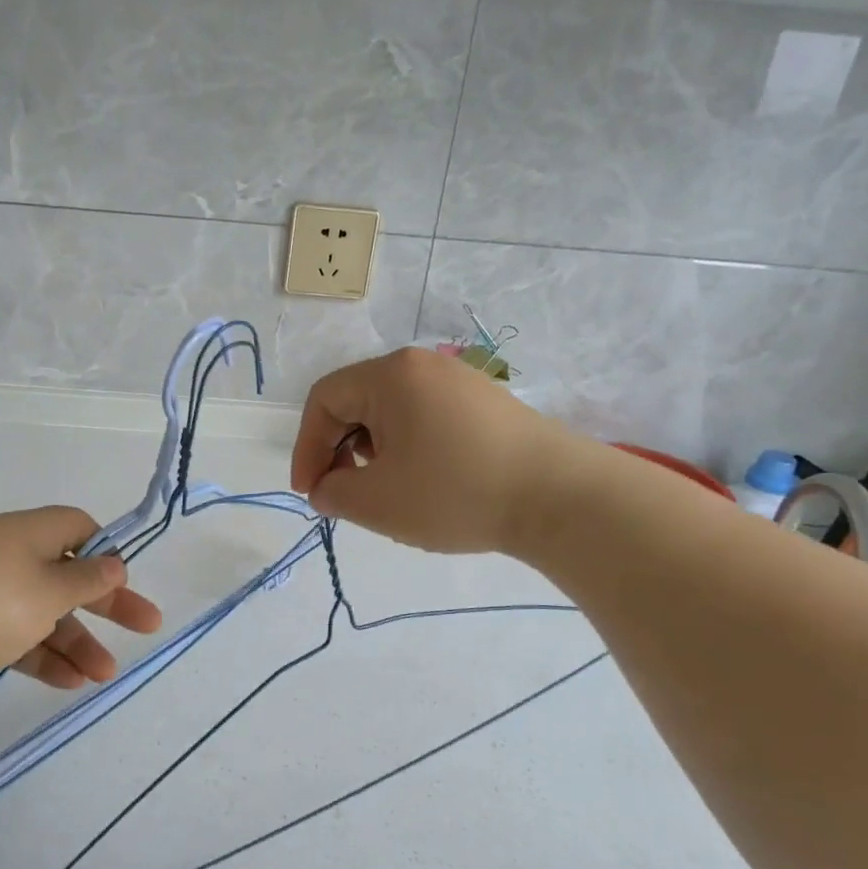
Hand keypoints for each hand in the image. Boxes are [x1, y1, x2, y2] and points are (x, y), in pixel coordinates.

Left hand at [0, 507, 161, 709]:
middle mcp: (7, 559)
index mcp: (26, 533)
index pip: (76, 527)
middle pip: (68, 576)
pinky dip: (44, 658)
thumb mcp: (50, 588)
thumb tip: (114, 564)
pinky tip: (70, 683)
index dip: (104, 551)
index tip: (123, 581)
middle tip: (146, 627)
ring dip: (78, 642)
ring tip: (104, 675)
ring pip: (45, 614)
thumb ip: (87, 579)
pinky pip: (19, 640)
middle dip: (107, 604)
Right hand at [290, 347, 578, 555]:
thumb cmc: (456, 492)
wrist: (561, 498)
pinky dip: (408, 447)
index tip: (311, 493)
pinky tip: (425, 482)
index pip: (324, 399)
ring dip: (373, 451)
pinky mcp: (485, 402)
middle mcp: (423, 366)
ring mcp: (459, 381)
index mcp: (391, 376)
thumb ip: (333, 493)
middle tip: (345, 494)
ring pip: (391, 411)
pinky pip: (425, 417)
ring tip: (387, 491)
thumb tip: (326, 488)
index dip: (306, 447)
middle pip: (357, 401)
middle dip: (339, 450)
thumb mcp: (377, 502)